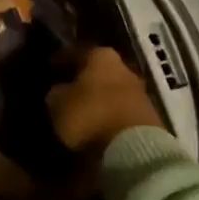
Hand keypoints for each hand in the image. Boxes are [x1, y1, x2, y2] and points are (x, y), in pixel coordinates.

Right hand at [46, 46, 161, 154]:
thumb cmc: (90, 115)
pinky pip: (121, 110)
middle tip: (66, 89)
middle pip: (98, 70)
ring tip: (81, 111)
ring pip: (111, 90)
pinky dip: (109, 115)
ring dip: (98, 98)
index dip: (61, 60)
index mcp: (101, 56)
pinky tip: (98, 125)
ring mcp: (140, 91)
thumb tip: (59, 91)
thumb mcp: (58, 103)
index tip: (50, 69)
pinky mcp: (148, 115)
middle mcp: (123, 67)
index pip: (76, 51)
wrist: (134, 147)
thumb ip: (56, 92)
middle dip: (83, 79)